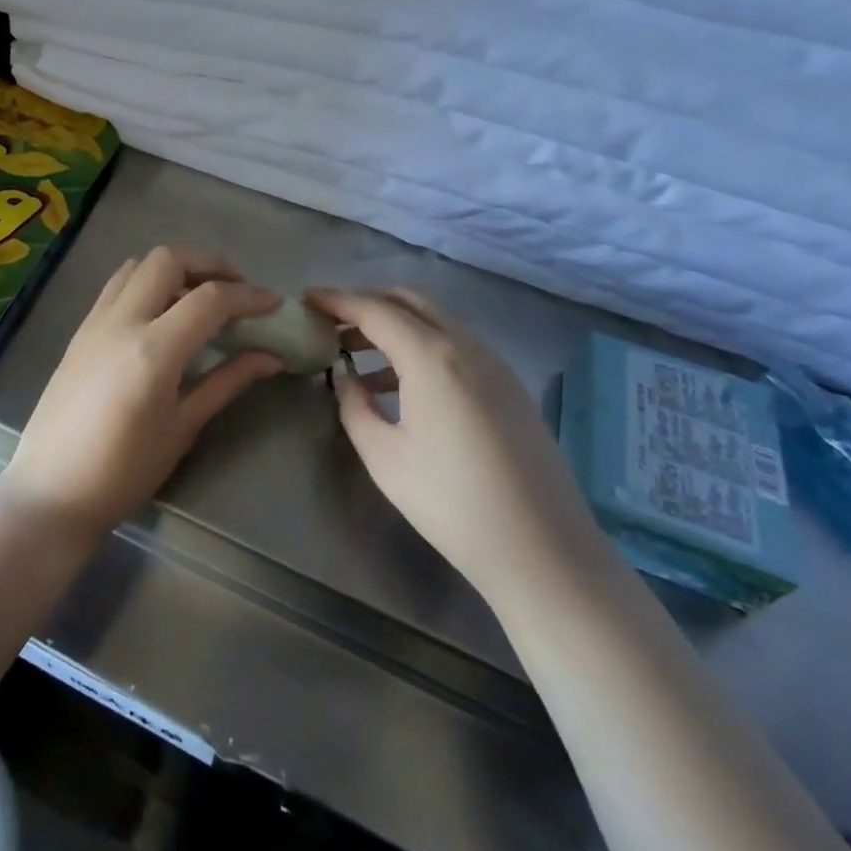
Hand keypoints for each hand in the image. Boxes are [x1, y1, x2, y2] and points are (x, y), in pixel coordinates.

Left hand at [0, 246, 283, 541]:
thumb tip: (270, 357)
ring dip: (175, 267)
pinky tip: (161, 310)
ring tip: (199, 294)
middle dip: (210, 263)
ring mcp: (96, 320)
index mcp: (153, 350)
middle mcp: (122, 321)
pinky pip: (117, 284)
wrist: (52, 490)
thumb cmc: (124, 471)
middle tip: (236, 288)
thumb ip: (227, 382)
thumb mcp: (183, 428)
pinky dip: (147, 280)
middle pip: (169, 259)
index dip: (248, 296)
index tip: (273, 303)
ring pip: (139, 264)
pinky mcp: (80, 329)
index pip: (210, 299)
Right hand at [307, 288, 592, 590]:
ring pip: (435, 321)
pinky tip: (402, 383)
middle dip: (366, 304)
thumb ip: (354, 405)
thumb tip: (345, 376)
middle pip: (408, 302)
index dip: (337, 300)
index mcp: (431, 356)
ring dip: (394, 325)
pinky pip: (456, 344)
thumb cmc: (451, 503)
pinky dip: (421, 345)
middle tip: (331, 324)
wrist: (543, 551)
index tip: (306, 299)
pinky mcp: (510, 385)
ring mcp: (494, 363)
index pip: (374, 309)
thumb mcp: (384, 457)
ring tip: (357, 356)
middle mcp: (466, 345)